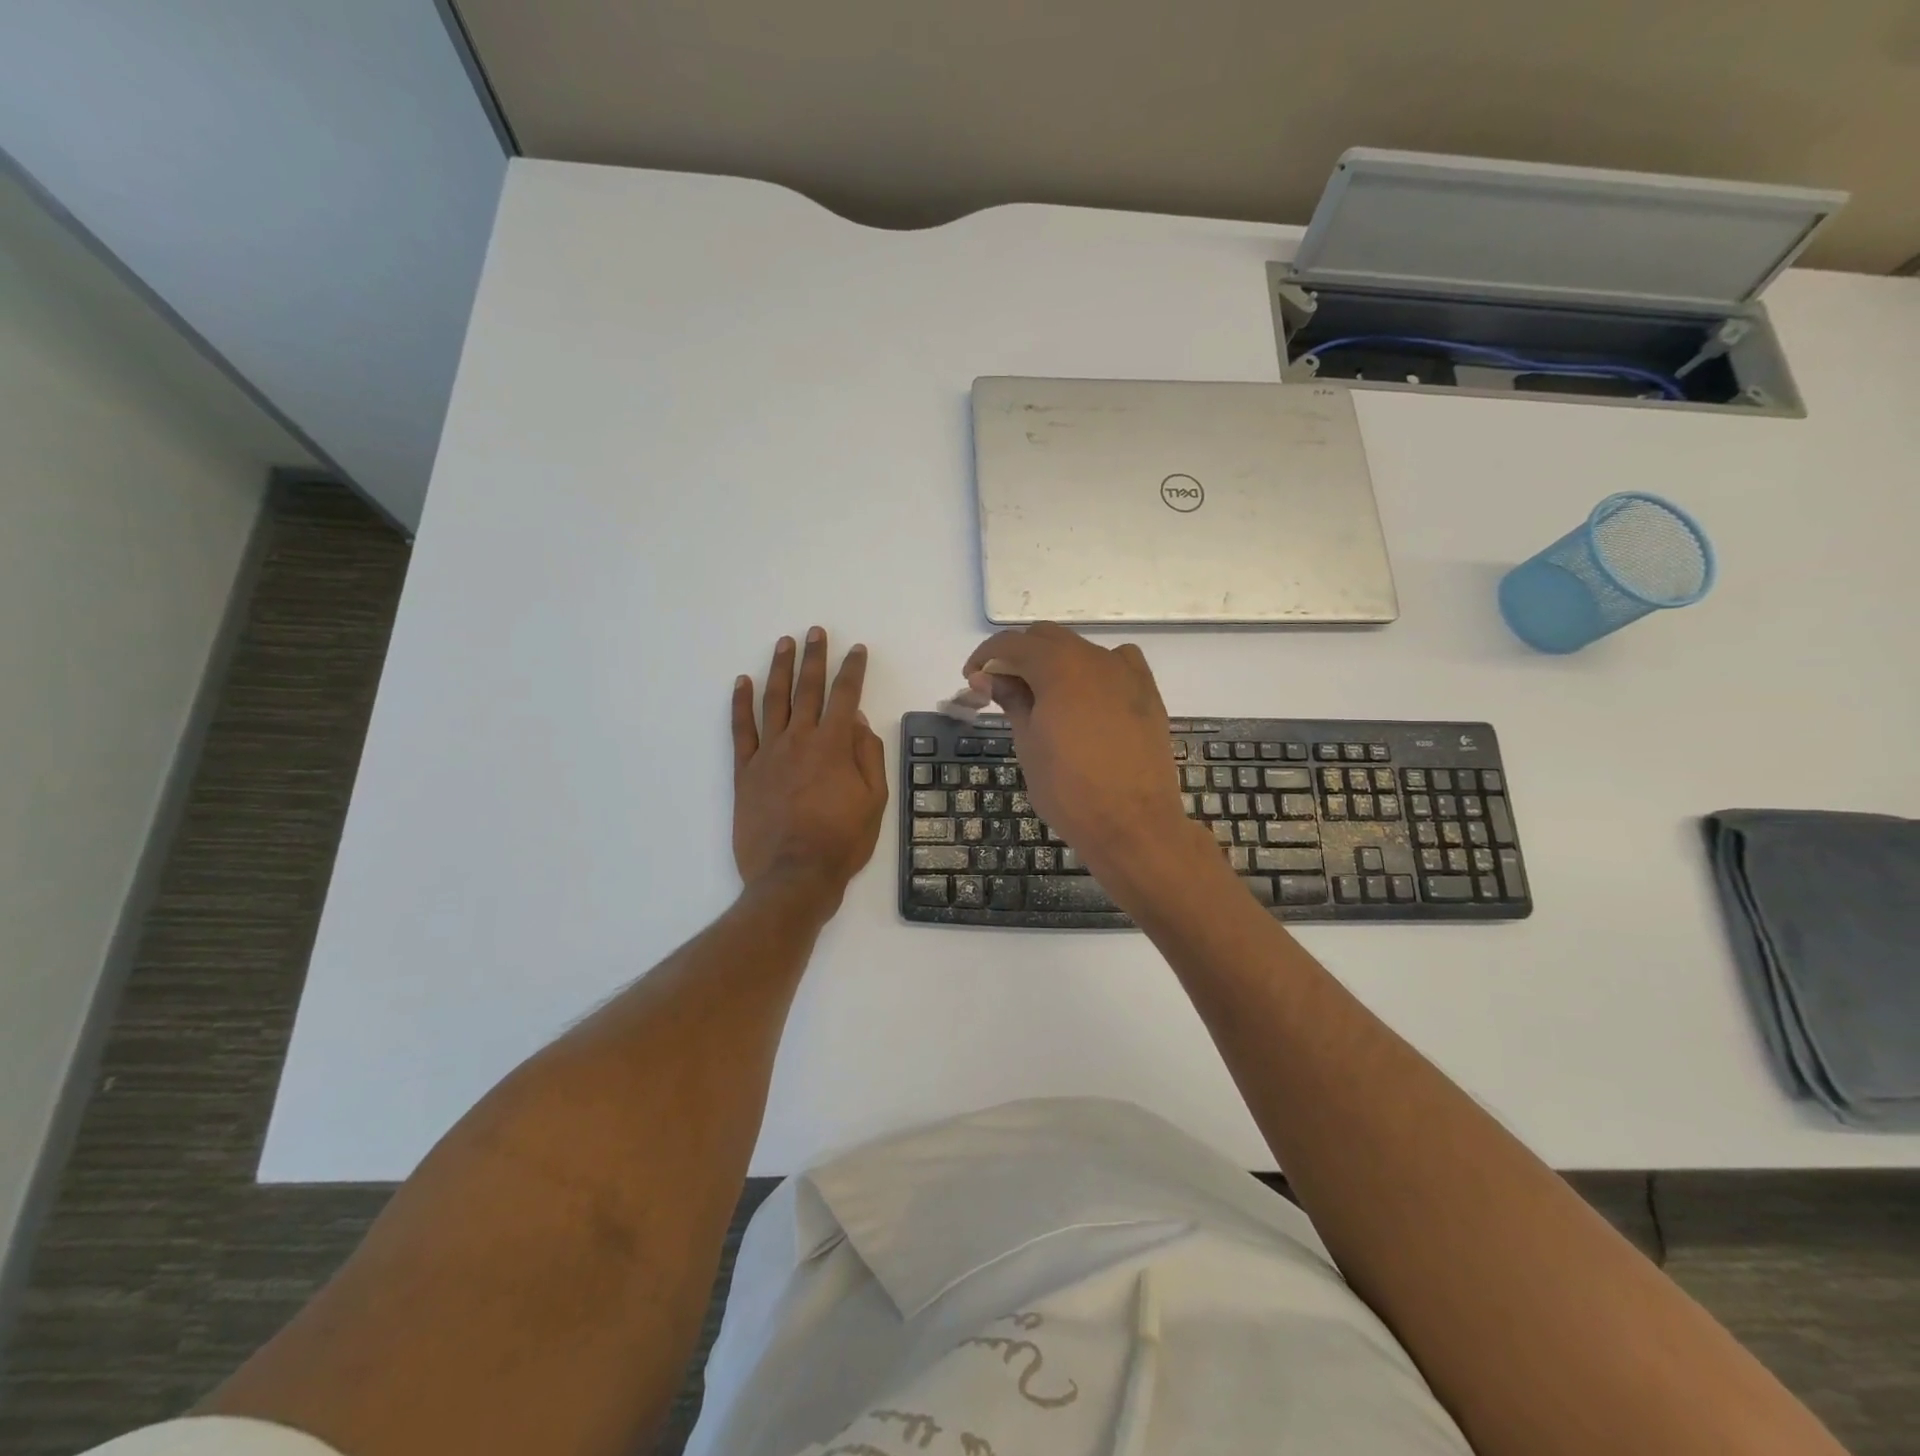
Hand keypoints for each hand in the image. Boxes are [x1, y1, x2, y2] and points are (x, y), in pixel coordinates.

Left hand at [732, 628, 887, 914]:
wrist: (793, 876)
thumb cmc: (841, 842)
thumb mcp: (874, 801)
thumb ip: (868, 756)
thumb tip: (858, 721)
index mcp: (834, 746)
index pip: (846, 696)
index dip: (853, 670)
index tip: (857, 649)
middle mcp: (800, 740)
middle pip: (808, 689)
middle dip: (814, 657)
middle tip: (815, 631)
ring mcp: (768, 753)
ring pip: (774, 701)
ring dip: (779, 669)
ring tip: (783, 643)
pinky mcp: (745, 771)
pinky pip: (741, 730)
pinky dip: (740, 704)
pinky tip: (741, 682)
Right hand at [962, 624, 1201, 876]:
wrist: (1133, 825)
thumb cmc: (1069, 790)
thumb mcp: (1028, 744)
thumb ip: (1010, 700)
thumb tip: (987, 676)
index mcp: (1059, 667)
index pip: (1012, 643)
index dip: (986, 656)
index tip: (972, 678)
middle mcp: (1095, 658)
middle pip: (1047, 639)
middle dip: (1019, 656)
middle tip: (1001, 689)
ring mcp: (1126, 673)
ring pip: (1081, 650)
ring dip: (1055, 663)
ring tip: (1043, 698)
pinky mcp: (1148, 692)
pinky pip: (1116, 664)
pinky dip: (1092, 671)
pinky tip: (1087, 699)